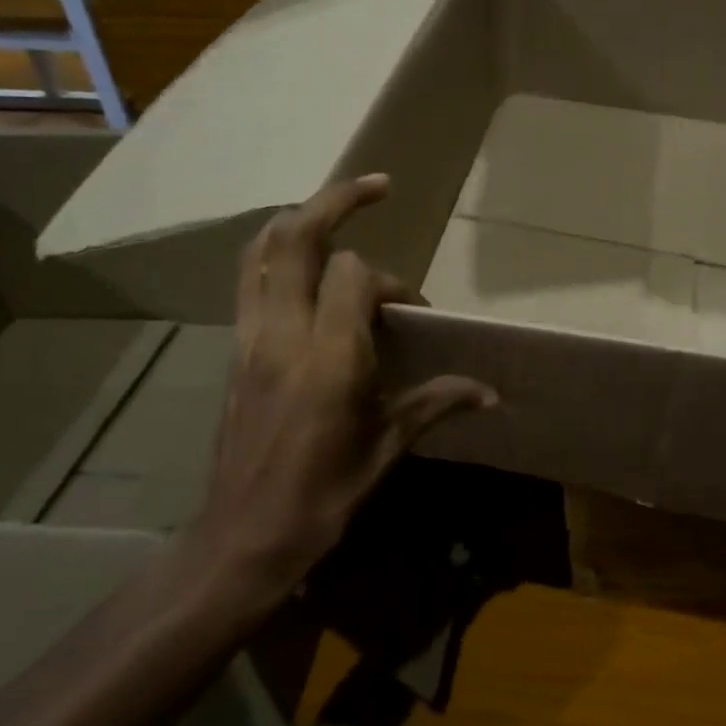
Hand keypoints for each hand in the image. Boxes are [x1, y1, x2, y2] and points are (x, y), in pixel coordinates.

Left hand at [185, 173, 495, 603]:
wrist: (242, 539)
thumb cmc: (323, 497)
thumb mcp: (387, 449)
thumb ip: (436, 403)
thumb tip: (489, 393)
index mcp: (329, 357)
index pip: (354, 275)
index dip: (390, 282)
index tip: (411, 315)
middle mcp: (283, 333)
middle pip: (296, 237)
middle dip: (337, 200)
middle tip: (377, 186)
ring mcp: (250, 338)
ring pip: (261, 250)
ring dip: (299, 219)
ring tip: (334, 212)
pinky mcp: (235, 351)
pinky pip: (250, 280)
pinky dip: (276, 254)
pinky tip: (304, 266)